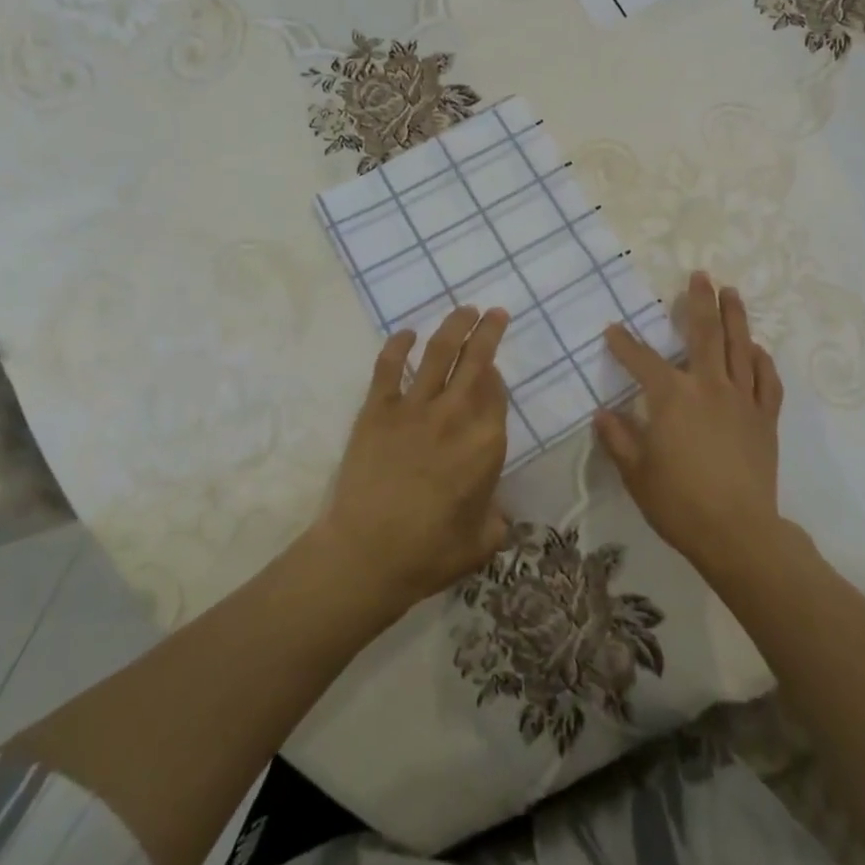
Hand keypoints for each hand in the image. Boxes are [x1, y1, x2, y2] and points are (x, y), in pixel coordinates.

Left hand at [314, 306, 511, 615]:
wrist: (367, 554)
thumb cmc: (430, 553)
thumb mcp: (482, 541)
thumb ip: (495, 517)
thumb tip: (495, 510)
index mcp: (486, 443)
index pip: (497, 393)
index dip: (496, 375)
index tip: (494, 367)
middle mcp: (455, 414)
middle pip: (477, 361)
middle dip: (489, 331)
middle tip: (496, 313)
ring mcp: (414, 407)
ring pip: (439, 353)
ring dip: (454, 327)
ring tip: (465, 310)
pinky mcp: (378, 409)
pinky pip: (388, 367)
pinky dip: (398, 345)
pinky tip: (406, 333)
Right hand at [595, 271, 784, 572]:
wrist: (738, 533)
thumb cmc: (679, 503)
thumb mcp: (636, 473)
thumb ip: (618, 439)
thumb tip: (603, 414)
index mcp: (672, 397)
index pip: (642, 360)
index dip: (624, 343)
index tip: (612, 329)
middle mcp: (708, 387)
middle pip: (704, 334)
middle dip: (699, 302)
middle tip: (699, 275)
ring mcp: (741, 400)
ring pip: (740, 347)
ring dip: (735, 316)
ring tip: (731, 292)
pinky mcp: (764, 418)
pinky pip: (766, 380)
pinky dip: (762, 360)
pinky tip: (757, 348)